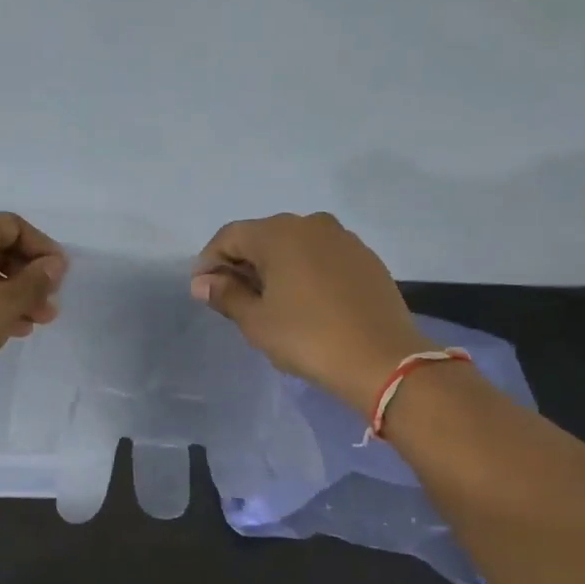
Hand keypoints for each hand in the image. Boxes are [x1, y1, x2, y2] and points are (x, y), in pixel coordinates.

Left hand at [0, 212, 67, 394]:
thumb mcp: (4, 304)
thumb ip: (35, 282)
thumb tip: (54, 265)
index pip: (13, 226)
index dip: (43, 248)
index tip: (62, 276)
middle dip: (29, 276)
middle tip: (50, 305)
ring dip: (13, 294)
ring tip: (36, 321)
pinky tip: (10, 328)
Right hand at [191, 212, 432, 411]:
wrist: (382, 359)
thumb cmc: (308, 338)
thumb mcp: (257, 321)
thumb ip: (226, 295)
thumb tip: (202, 282)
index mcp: (279, 233)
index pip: (230, 236)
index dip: (210, 260)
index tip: (202, 289)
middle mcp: (311, 224)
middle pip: (262, 236)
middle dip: (241, 262)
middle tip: (231, 297)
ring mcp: (343, 239)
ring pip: (294, 245)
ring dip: (274, 266)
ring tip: (268, 300)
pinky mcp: (365, 258)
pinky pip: (321, 256)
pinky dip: (303, 271)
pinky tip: (303, 300)